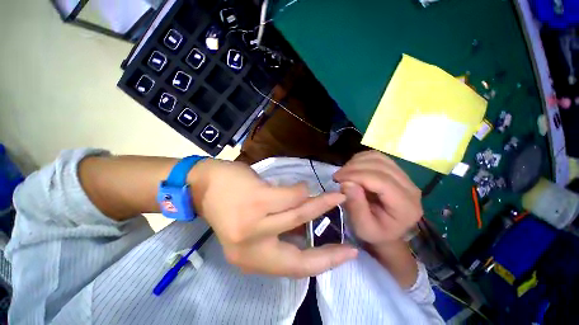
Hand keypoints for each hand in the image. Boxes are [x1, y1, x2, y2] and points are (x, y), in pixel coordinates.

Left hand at [189, 159, 357, 277]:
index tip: (348, 254)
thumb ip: (278, 232)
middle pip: (300, 251)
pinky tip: (302, 187)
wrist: (204, 185)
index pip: (296, 269)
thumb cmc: (229, 205)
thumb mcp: (254, 228)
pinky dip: (301, 190)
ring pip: (299, 215)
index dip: (325, 262)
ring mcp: (254, 225)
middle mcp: (251, 249)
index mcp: (251, 259)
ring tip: (332, 195)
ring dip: (320, 203)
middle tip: (345, 221)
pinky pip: (291, 195)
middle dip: (329, 240)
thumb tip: (306, 230)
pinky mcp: (257, 201)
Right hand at [333, 151, 422, 244]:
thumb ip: (356, 206)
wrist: (387, 232)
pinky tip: (352, 169)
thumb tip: (346, 183)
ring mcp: (405, 177)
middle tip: (337, 176)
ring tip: (344, 173)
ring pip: (379, 157)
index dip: (356, 175)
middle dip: (353, 167)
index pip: (381, 180)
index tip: (337, 179)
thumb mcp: (363, 227)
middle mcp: (411, 188)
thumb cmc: (375, 233)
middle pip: (380, 165)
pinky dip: (361, 159)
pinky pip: (377, 157)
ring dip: (356, 162)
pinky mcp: (396, 171)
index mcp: (406, 206)